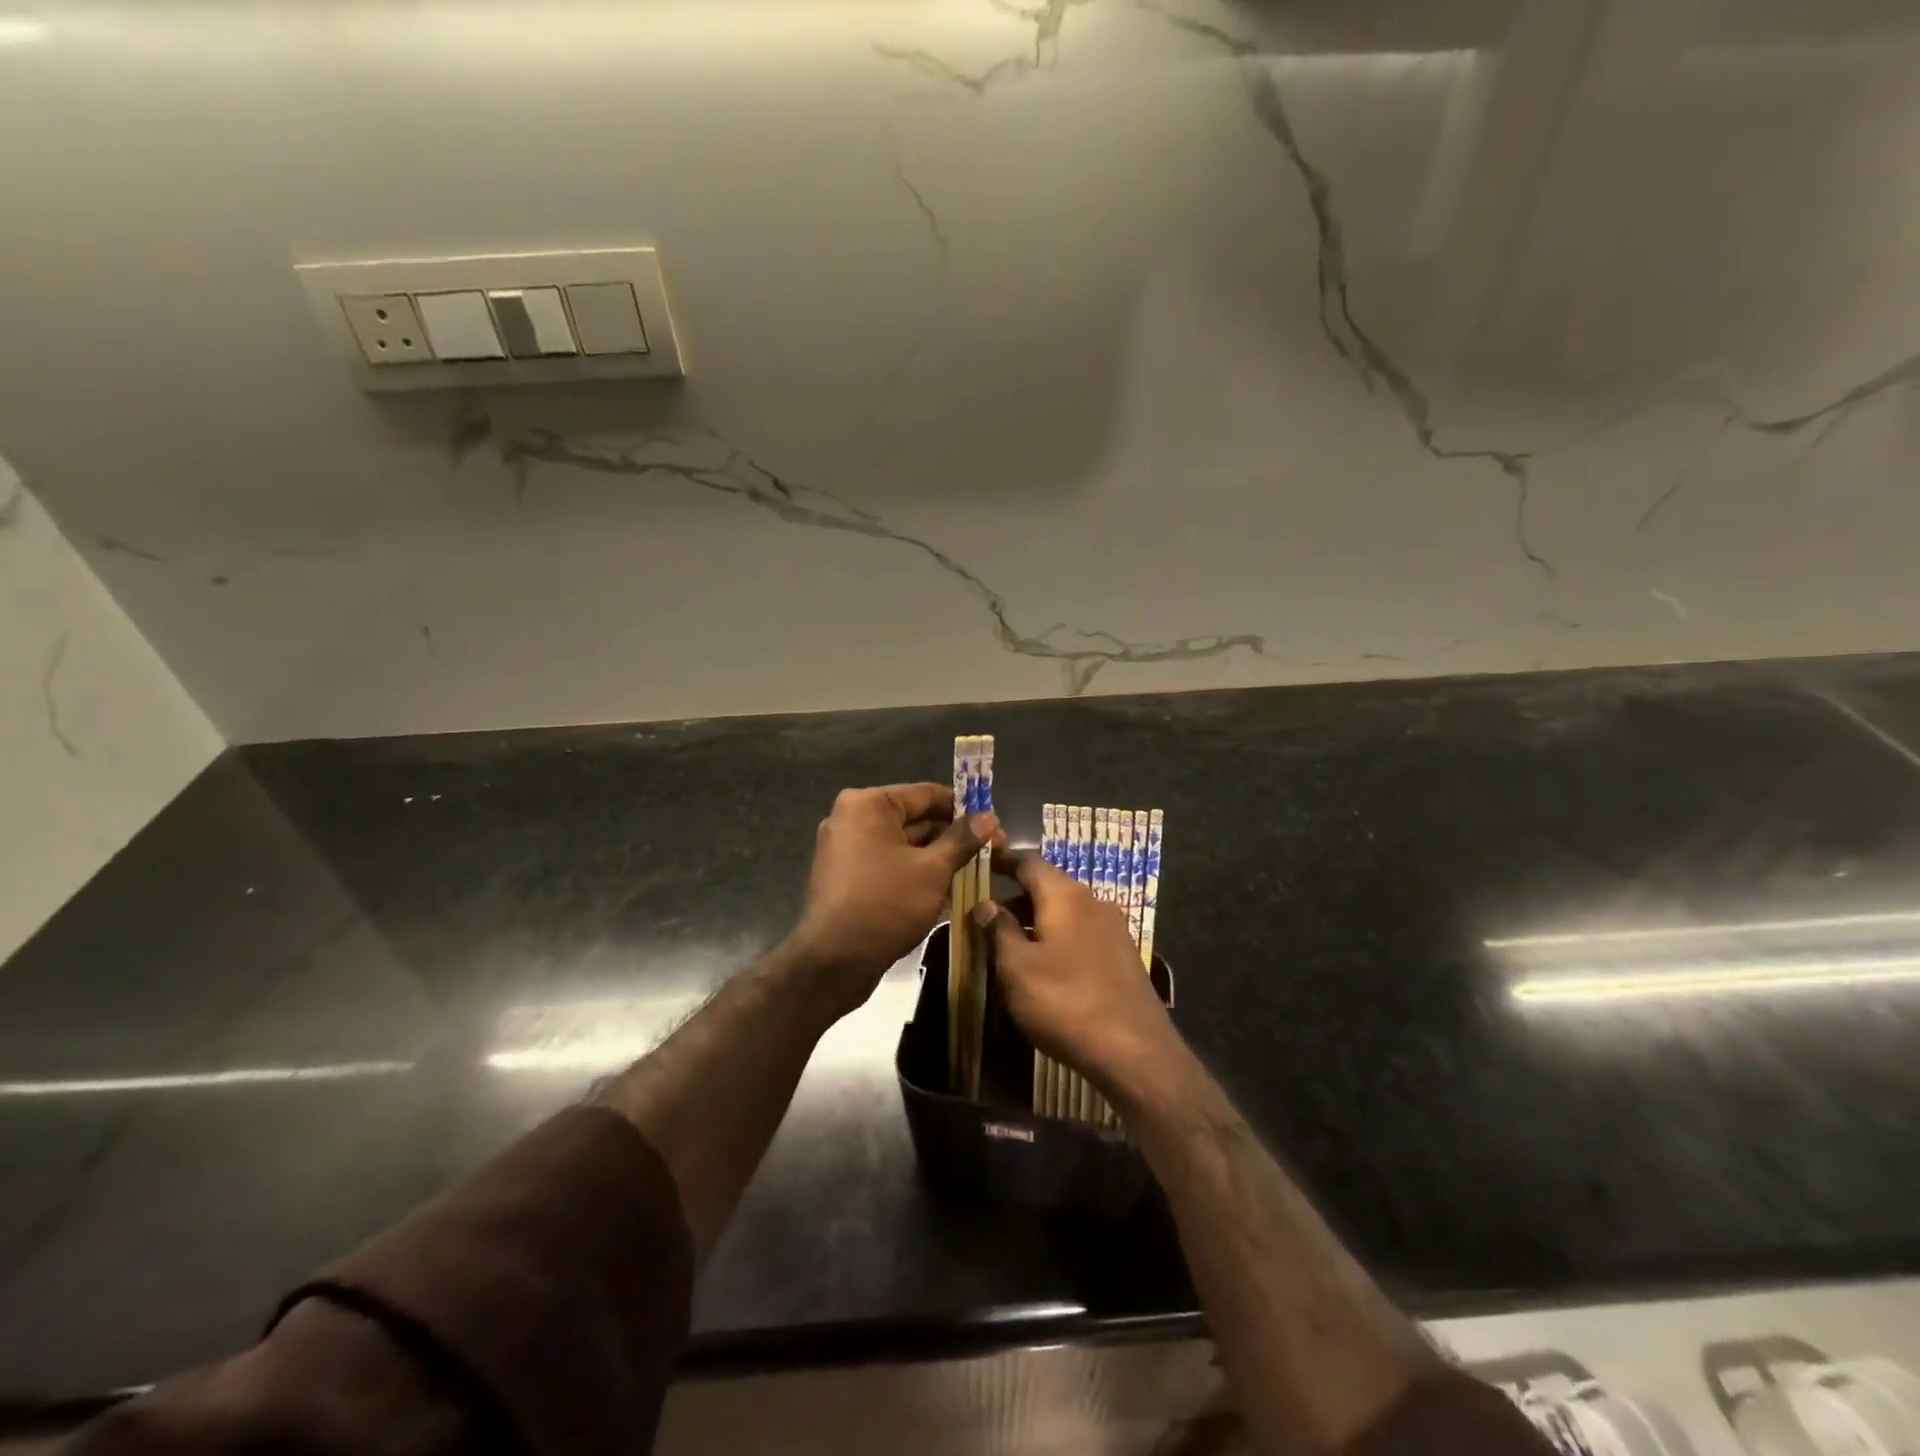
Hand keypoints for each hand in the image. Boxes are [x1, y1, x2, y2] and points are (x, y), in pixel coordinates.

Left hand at [788, 783, 999, 1016]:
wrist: (834, 962)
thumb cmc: (886, 904)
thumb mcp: (933, 870)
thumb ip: (962, 840)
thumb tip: (988, 817)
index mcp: (868, 804)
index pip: (927, 794)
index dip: (964, 809)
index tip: (995, 826)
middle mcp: (852, 819)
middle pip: (915, 820)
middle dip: (954, 838)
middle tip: (992, 853)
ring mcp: (847, 850)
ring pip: (905, 847)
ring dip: (939, 859)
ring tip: (977, 874)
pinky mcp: (848, 879)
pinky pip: (890, 866)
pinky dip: (917, 875)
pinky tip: (949, 892)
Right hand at [974, 851, 1177, 1097]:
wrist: (1134, 1051)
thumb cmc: (1065, 1001)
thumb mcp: (1017, 968)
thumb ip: (999, 930)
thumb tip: (987, 904)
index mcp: (1065, 895)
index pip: (1029, 863)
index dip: (1004, 862)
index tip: (984, 864)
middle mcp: (1093, 901)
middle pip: (1050, 886)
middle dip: (1018, 896)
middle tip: (989, 913)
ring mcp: (1114, 928)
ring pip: (1067, 911)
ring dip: (1038, 919)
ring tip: (1012, 941)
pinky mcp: (1124, 955)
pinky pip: (1083, 933)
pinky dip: (1059, 937)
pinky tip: (1047, 964)